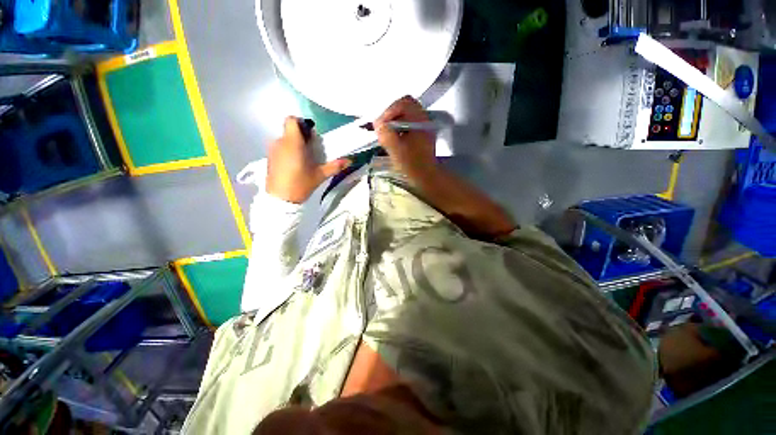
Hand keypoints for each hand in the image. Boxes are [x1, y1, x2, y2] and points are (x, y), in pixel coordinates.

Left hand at [266, 117, 350, 203]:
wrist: (281, 200)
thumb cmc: (301, 184)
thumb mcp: (320, 175)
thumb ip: (334, 166)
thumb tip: (349, 160)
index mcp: (293, 143)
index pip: (291, 120)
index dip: (301, 123)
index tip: (311, 134)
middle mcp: (280, 142)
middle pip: (290, 131)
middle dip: (302, 137)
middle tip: (312, 150)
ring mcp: (273, 150)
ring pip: (285, 140)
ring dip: (295, 145)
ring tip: (304, 160)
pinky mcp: (270, 158)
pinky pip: (280, 148)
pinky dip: (288, 152)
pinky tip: (295, 166)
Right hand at [374, 96, 436, 174]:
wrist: (426, 176)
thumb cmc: (412, 164)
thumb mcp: (396, 150)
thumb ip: (385, 134)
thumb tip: (377, 124)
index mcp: (419, 120)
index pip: (403, 103)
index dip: (389, 111)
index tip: (381, 125)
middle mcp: (423, 119)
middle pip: (405, 105)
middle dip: (391, 114)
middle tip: (383, 126)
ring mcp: (423, 126)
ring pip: (406, 114)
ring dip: (394, 120)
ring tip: (387, 133)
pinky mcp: (421, 134)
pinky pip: (408, 122)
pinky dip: (399, 126)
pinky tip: (394, 138)